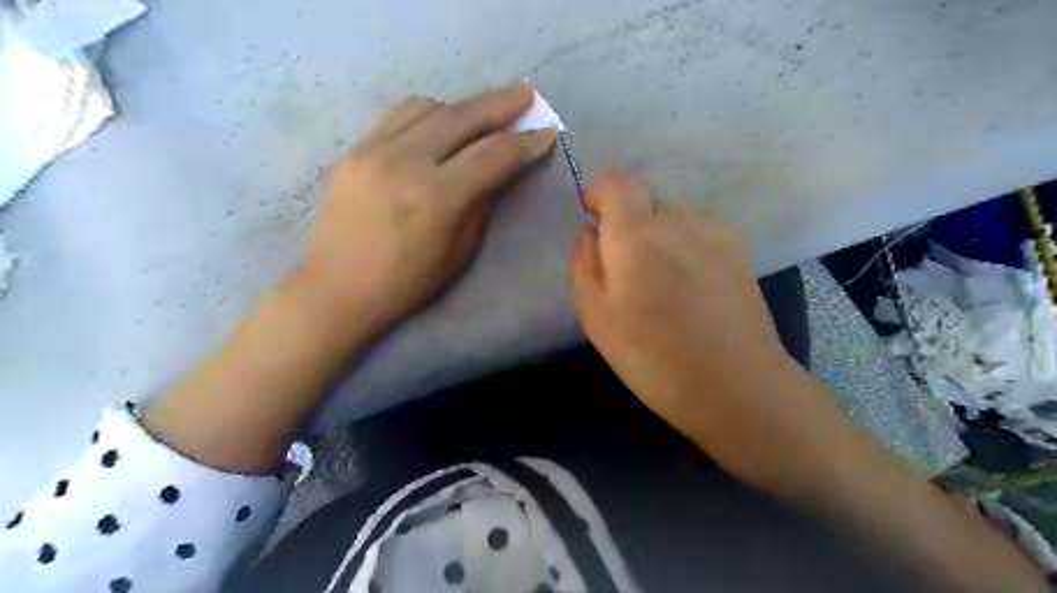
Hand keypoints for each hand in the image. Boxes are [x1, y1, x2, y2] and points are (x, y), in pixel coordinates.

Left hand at [296, 83, 554, 334]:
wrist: (338, 287)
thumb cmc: (407, 283)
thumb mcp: (459, 252)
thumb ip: (481, 204)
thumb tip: (496, 170)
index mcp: (437, 198)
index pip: (492, 155)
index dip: (525, 142)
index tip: (547, 132)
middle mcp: (405, 162)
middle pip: (463, 117)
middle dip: (501, 103)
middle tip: (527, 95)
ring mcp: (374, 150)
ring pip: (430, 107)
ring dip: (464, 106)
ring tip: (485, 113)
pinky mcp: (356, 149)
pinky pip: (399, 115)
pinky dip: (430, 112)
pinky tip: (442, 120)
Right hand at [570, 171, 833, 476]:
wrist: (736, 385)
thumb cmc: (653, 358)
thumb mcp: (596, 318)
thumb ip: (585, 265)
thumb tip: (590, 233)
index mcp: (636, 235)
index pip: (617, 183)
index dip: (601, 194)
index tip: (596, 220)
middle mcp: (677, 220)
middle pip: (646, 203)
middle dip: (631, 227)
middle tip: (630, 275)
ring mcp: (715, 232)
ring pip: (676, 218)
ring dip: (663, 238)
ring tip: (666, 285)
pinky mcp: (741, 250)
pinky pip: (703, 232)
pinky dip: (690, 246)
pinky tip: (696, 286)